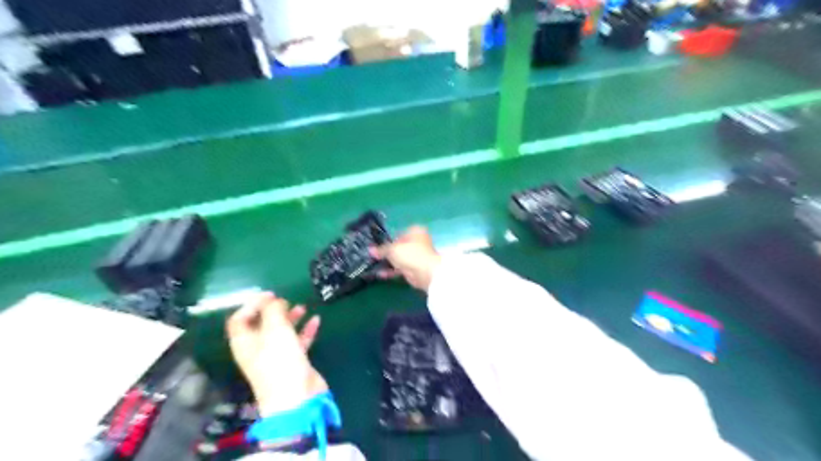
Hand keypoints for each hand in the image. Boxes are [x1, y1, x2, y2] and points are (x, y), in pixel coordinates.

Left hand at [227, 293, 326, 417]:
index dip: (251, 305)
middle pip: (261, 325)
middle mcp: (258, 349)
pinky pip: (298, 341)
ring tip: (302, 307)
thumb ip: (273, 311)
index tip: (269, 294)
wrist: (296, 398)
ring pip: (281, 333)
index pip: (239, 320)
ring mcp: (276, 356)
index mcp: (245, 342)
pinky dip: (306, 330)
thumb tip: (274, 301)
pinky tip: (316, 320)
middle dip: (273, 310)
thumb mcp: (275, 329)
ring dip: (291, 319)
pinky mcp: (293, 362)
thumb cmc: (280, 361)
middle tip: (285, 300)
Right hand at [373, 223, 441, 290]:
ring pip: (399, 258)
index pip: (398, 234)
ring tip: (374, 266)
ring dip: (388, 263)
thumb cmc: (410, 254)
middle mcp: (417, 242)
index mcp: (415, 231)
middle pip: (399, 247)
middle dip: (387, 253)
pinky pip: (401, 268)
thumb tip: (370, 250)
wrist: (425, 273)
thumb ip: (381, 250)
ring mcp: (417, 256)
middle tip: (374, 257)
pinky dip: (392, 271)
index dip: (388, 240)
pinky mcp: (415, 269)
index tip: (377, 247)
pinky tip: (381, 274)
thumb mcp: (392, 249)